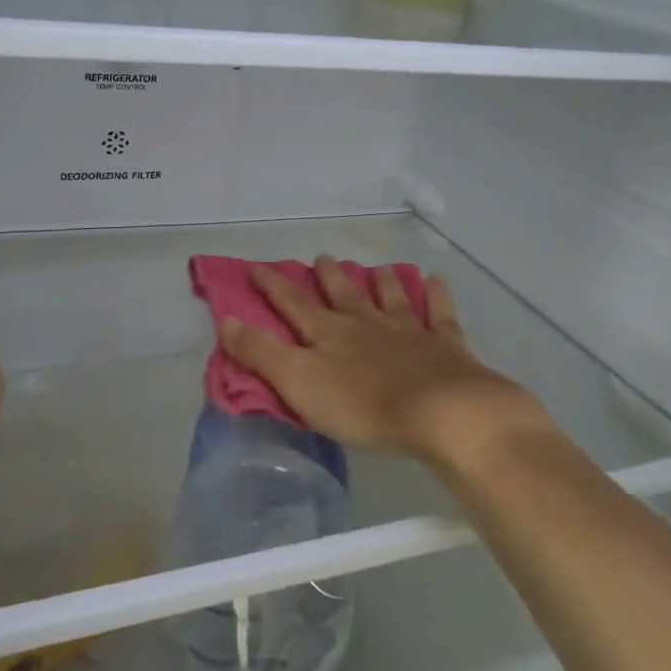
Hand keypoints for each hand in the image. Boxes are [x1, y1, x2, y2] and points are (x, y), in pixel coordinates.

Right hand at [218, 255, 551, 470]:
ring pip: (390, 297)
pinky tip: (437, 280)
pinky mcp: (445, 346)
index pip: (293, 304)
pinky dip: (436, 296)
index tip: (257, 266)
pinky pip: (439, 314)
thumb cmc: (363, 405)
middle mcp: (366, 323)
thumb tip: (225, 320)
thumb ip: (262, 353)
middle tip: (323, 258)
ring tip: (377, 269)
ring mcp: (409, 330)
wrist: (441, 412)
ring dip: (381, 282)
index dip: (273, 286)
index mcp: (329, 333)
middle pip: (344, 293)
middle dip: (329, 277)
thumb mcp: (299, 383)